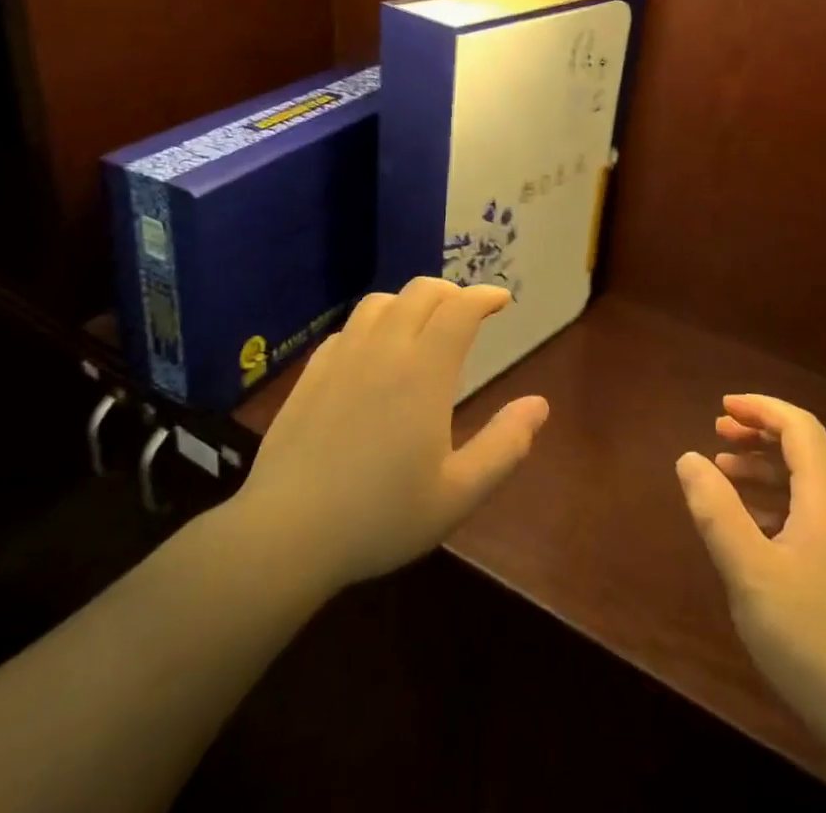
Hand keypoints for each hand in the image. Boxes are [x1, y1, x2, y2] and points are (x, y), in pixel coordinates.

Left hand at [236, 277, 549, 593]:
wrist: (287, 534)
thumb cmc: (380, 517)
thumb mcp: (458, 494)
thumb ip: (504, 446)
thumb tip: (539, 404)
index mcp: (424, 371)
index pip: (460, 309)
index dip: (484, 296)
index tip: (501, 299)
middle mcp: (384, 349)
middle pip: (421, 292)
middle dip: (451, 292)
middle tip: (466, 312)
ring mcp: (342, 357)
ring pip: (380, 302)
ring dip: (409, 302)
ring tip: (422, 324)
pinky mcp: (311, 373)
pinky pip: (348, 328)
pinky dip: (372, 324)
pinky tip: (372, 352)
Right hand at [676, 394, 825, 746]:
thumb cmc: (814, 639)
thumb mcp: (750, 572)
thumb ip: (716, 511)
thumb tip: (689, 458)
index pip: (799, 427)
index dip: (761, 408)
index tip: (722, 408)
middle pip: (805, 450)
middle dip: (760, 434)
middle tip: (717, 435)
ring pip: (807, 486)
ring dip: (765, 469)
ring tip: (723, 475)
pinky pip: (810, 517)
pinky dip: (776, 504)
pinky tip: (751, 529)